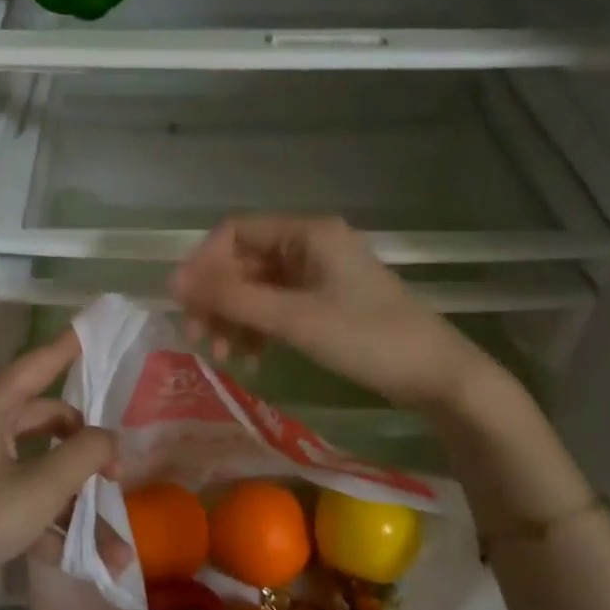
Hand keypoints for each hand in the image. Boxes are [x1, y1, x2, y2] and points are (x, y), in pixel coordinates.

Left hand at [0, 329, 113, 609]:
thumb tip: (109, 438)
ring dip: (74, 503)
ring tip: (116, 545)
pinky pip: (20, 501)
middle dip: (85, 448)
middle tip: (119, 472)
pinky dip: (49, 523)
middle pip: (44, 422)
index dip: (66, 348)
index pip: (35, 365)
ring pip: (37, 470)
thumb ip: (84, 454)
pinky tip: (85, 560)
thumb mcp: (39, 488)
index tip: (91, 330)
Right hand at [170, 216, 497, 412]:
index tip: (183, 302)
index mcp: (307, 233)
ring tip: (225, 356)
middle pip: (243, 261)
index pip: (235, 232)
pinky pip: (276, 306)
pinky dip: (258, 328)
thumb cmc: (367, 339)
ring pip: (257, 287)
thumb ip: (234, 298)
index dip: (203, 264)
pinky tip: (251, 358)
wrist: (436, 376)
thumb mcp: (295, 319)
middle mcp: (309, 245)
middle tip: (200, 337)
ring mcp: (318, 274)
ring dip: (235, 318)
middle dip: (218, 298)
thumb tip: (173, 282)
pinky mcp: (324, 301)